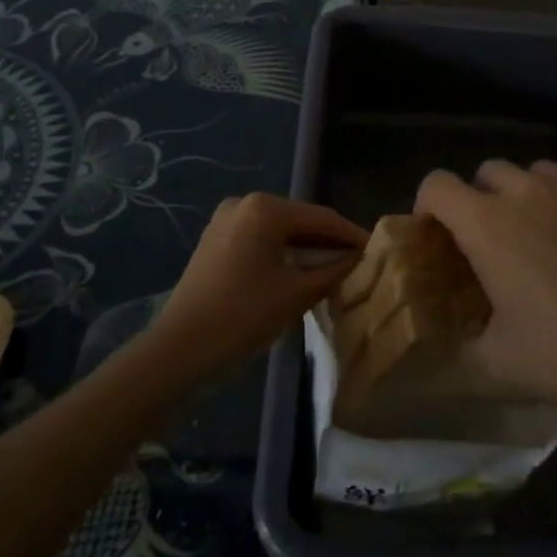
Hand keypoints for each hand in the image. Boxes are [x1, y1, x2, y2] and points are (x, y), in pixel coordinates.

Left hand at [150, 193, 366, 378]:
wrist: (177, 352)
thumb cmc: (241, 317)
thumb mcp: (295, 294)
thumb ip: (333, 271)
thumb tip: (361, 259)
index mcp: (265, 208)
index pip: (322, 218)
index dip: (352, 235)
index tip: (379, 251)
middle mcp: (245, 203)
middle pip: (301, 221)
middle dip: (330, 242)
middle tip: (361, 263)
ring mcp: (226, 221)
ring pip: (281, 231)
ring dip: (308, 249)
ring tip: (339, 270)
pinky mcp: (217, 241)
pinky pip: (262, 240)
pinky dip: (284, 254)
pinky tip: (304, 273)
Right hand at [415, 161, 556, 434]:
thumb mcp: (497, 363)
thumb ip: (464, 345)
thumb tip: (453, 343)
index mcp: (489, 224)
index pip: (437, 185)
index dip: (428, 203)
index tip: (436, 232)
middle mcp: (531, 193)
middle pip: (490, 170)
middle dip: (482, 197)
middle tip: (493, 240)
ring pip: (542, 172)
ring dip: (532, 195)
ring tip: (546, 236)